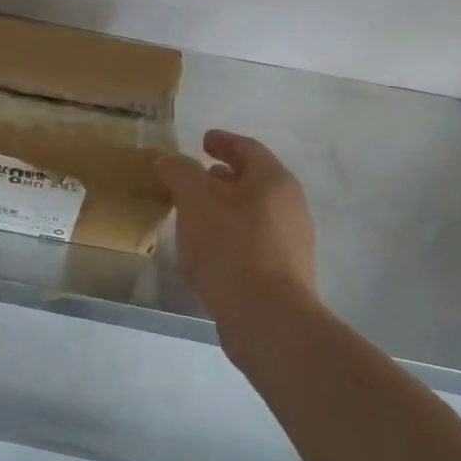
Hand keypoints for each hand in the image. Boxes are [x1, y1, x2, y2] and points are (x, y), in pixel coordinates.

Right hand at [158, 130, 321, 365]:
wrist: (268, 319)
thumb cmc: (231, 247)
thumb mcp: (195, 200)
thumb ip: (180, 173)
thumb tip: (170, 161)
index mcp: (274, 181)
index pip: (247, 148)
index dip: (223, 141)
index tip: (203, 140)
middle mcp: (289, 207)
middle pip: (253, 181)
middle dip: (222, 176)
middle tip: (194, 177)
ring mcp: (291, 243)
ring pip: (252, 212)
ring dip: (224, 207)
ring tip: (194, 214)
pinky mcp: (283, 274)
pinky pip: (252, 241)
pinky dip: (229, 234)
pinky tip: (207, 249)